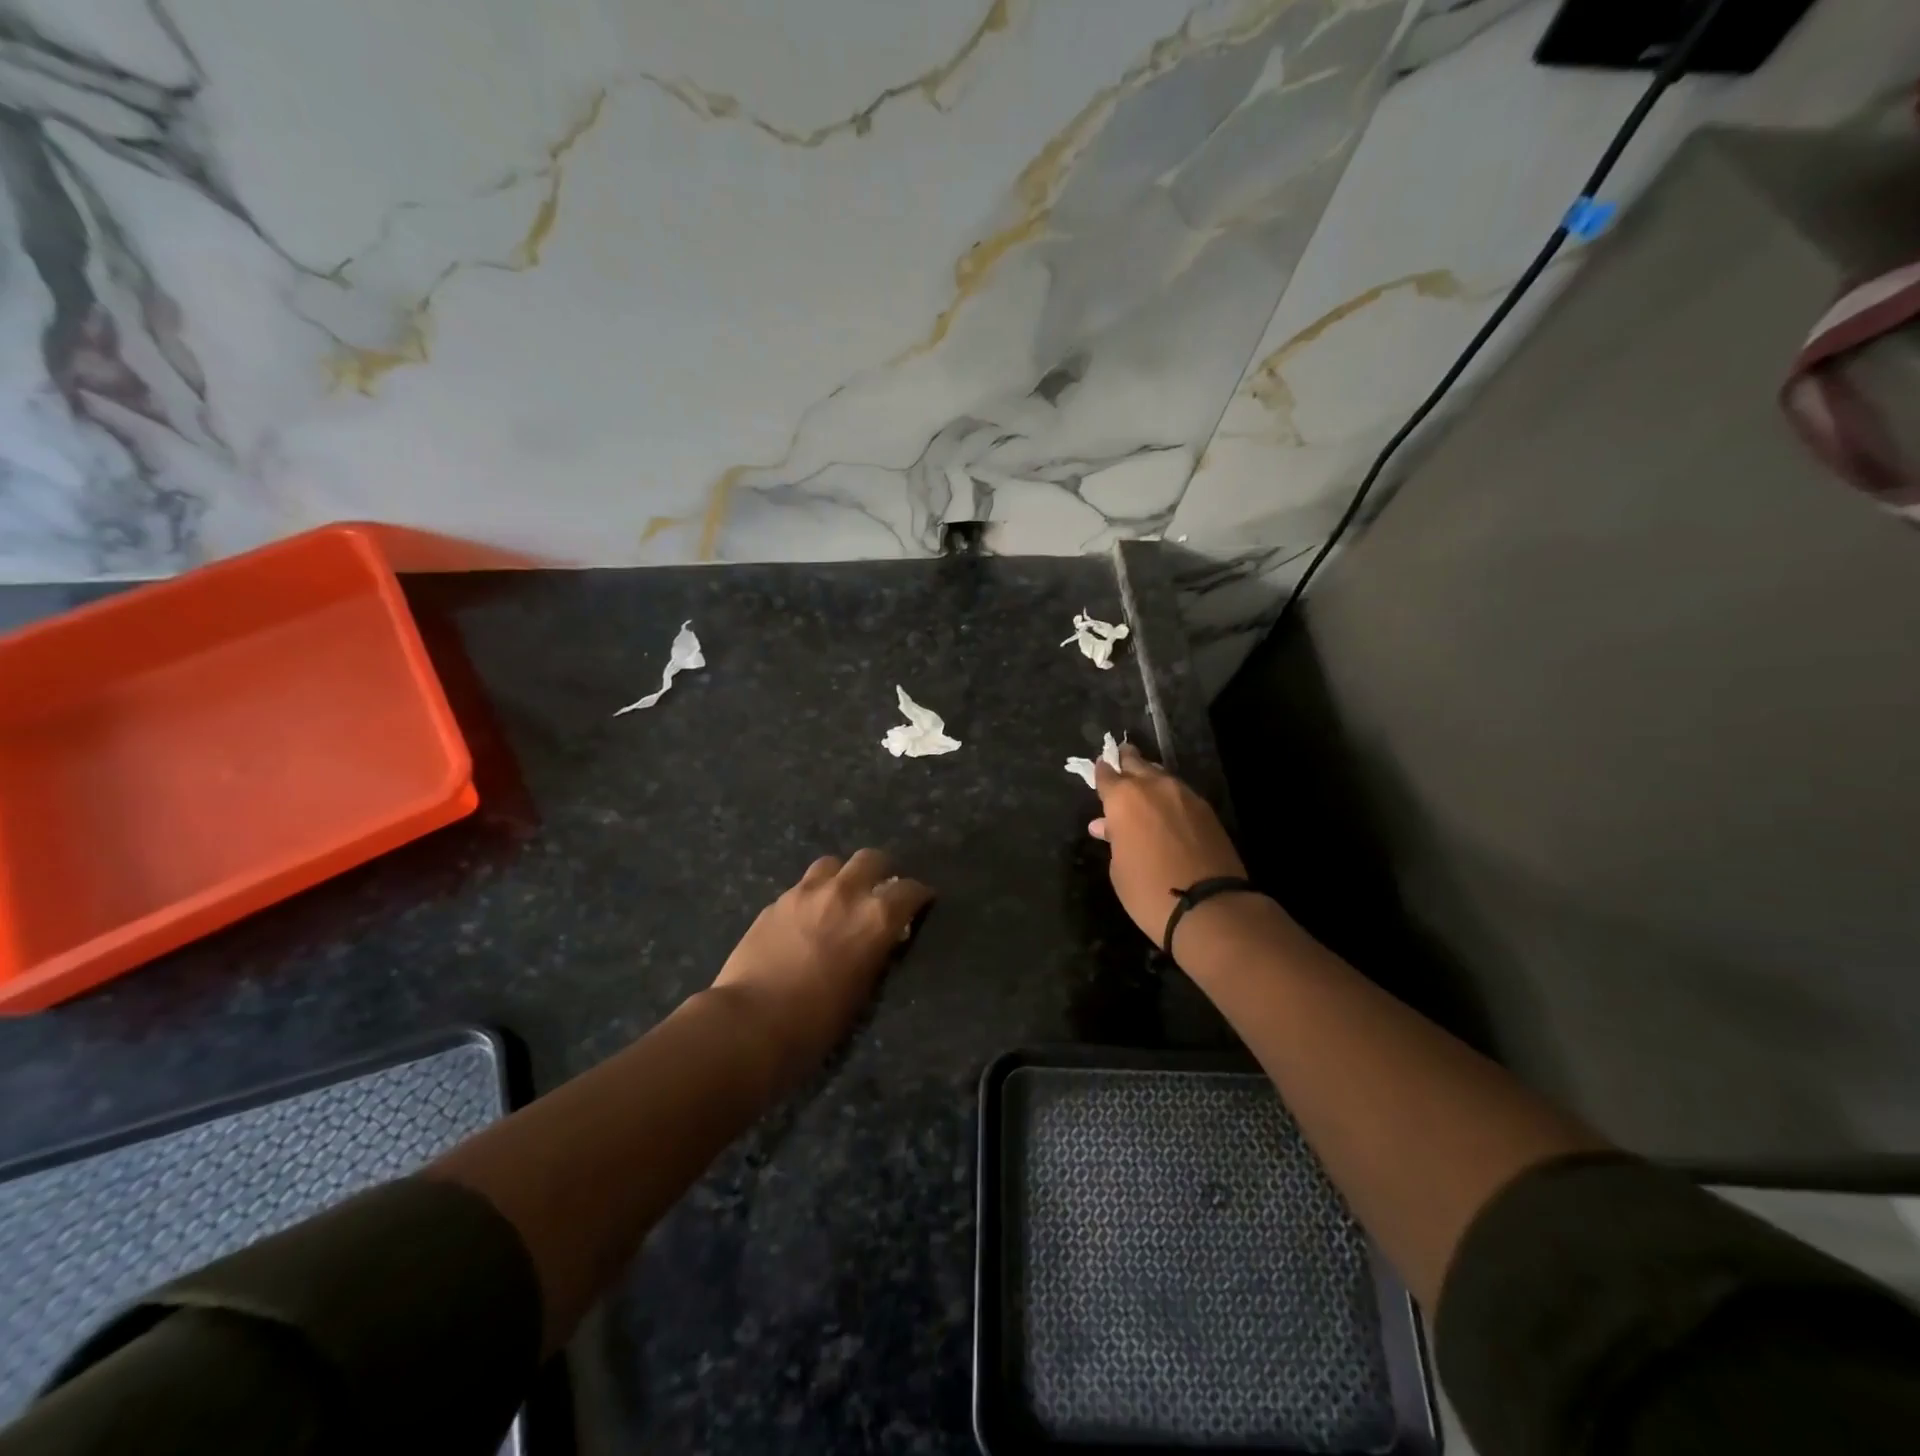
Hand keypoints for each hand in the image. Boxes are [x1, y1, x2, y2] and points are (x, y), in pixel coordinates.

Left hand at [710, 849, 933, 1080]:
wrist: (751, 1022)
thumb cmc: (817, 1021)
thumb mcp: (864, 989)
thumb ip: (875, 953)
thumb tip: (879, 940)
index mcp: (876, 917)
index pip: (910, 890)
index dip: (919, 895)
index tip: (920, 903)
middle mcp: (845, 892)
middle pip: (871, 858)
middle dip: (881, 871)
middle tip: (880, 891)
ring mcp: (806, 892)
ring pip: (833, 863)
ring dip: (842, 876)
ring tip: (839, 897)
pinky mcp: (776, 901)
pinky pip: (802, 886)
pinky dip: (812, 894)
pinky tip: (806, 917)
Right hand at [1092, 745, 1247, 948]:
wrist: (1208, 907)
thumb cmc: (1148, 890)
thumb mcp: (1119, 868)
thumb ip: (1113, 839)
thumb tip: (1106, 826)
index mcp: (1124, 798)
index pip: (1107, 774)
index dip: (1101, 773)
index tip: (1099, 770)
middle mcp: (1154, 787)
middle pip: (1137, 763)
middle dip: (1127, 762)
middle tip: (1121, 759)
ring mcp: (1184, 796)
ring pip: (1161, 776)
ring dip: (1150, 778)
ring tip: (1143, 786)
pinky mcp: (1207, 810)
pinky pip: (1180, 793)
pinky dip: (1170, 796)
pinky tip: (1167, 808)